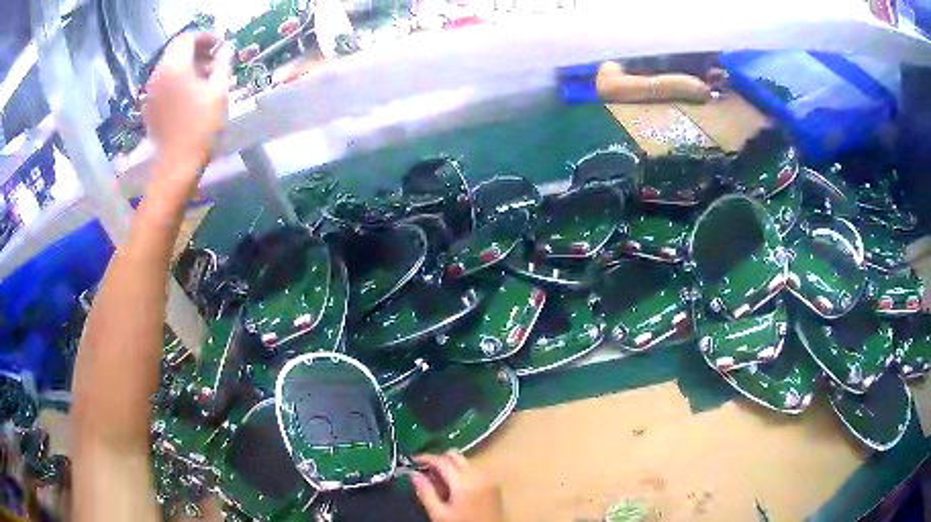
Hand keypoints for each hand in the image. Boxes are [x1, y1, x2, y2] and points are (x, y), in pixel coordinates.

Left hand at [143, 32, 231, 174]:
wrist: (177, 165)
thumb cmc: (201, 127)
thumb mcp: (219, 91)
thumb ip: (223, 63)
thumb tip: (226, 48)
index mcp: (175, 66)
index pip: (188, 37)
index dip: (206, 36)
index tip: (220, 45)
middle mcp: (159, 74)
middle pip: (175, 49)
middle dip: (194, 48)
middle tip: (212, 58)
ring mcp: (151, 92)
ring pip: (168, 65)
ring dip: (185, 63)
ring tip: (202, 76)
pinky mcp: (149, 107)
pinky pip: (162, 82)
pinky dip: (175, 79)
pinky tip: (187, 91)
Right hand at [412, 452, 503, 521]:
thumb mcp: (439, 514)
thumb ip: (425, 492)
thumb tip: (414, 474)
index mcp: (465, 482)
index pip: (443, 460)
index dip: (426, 458)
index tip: (413, 460)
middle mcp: (479, 475)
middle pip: (456, 456)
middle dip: (439, 460)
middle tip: (425, 472)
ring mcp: (489, 480)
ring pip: (466, 462)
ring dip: (451, 467)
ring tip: (438, 484)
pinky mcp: (494, 486)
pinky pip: (475, 471)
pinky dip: (462, 473)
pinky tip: (454, 489)